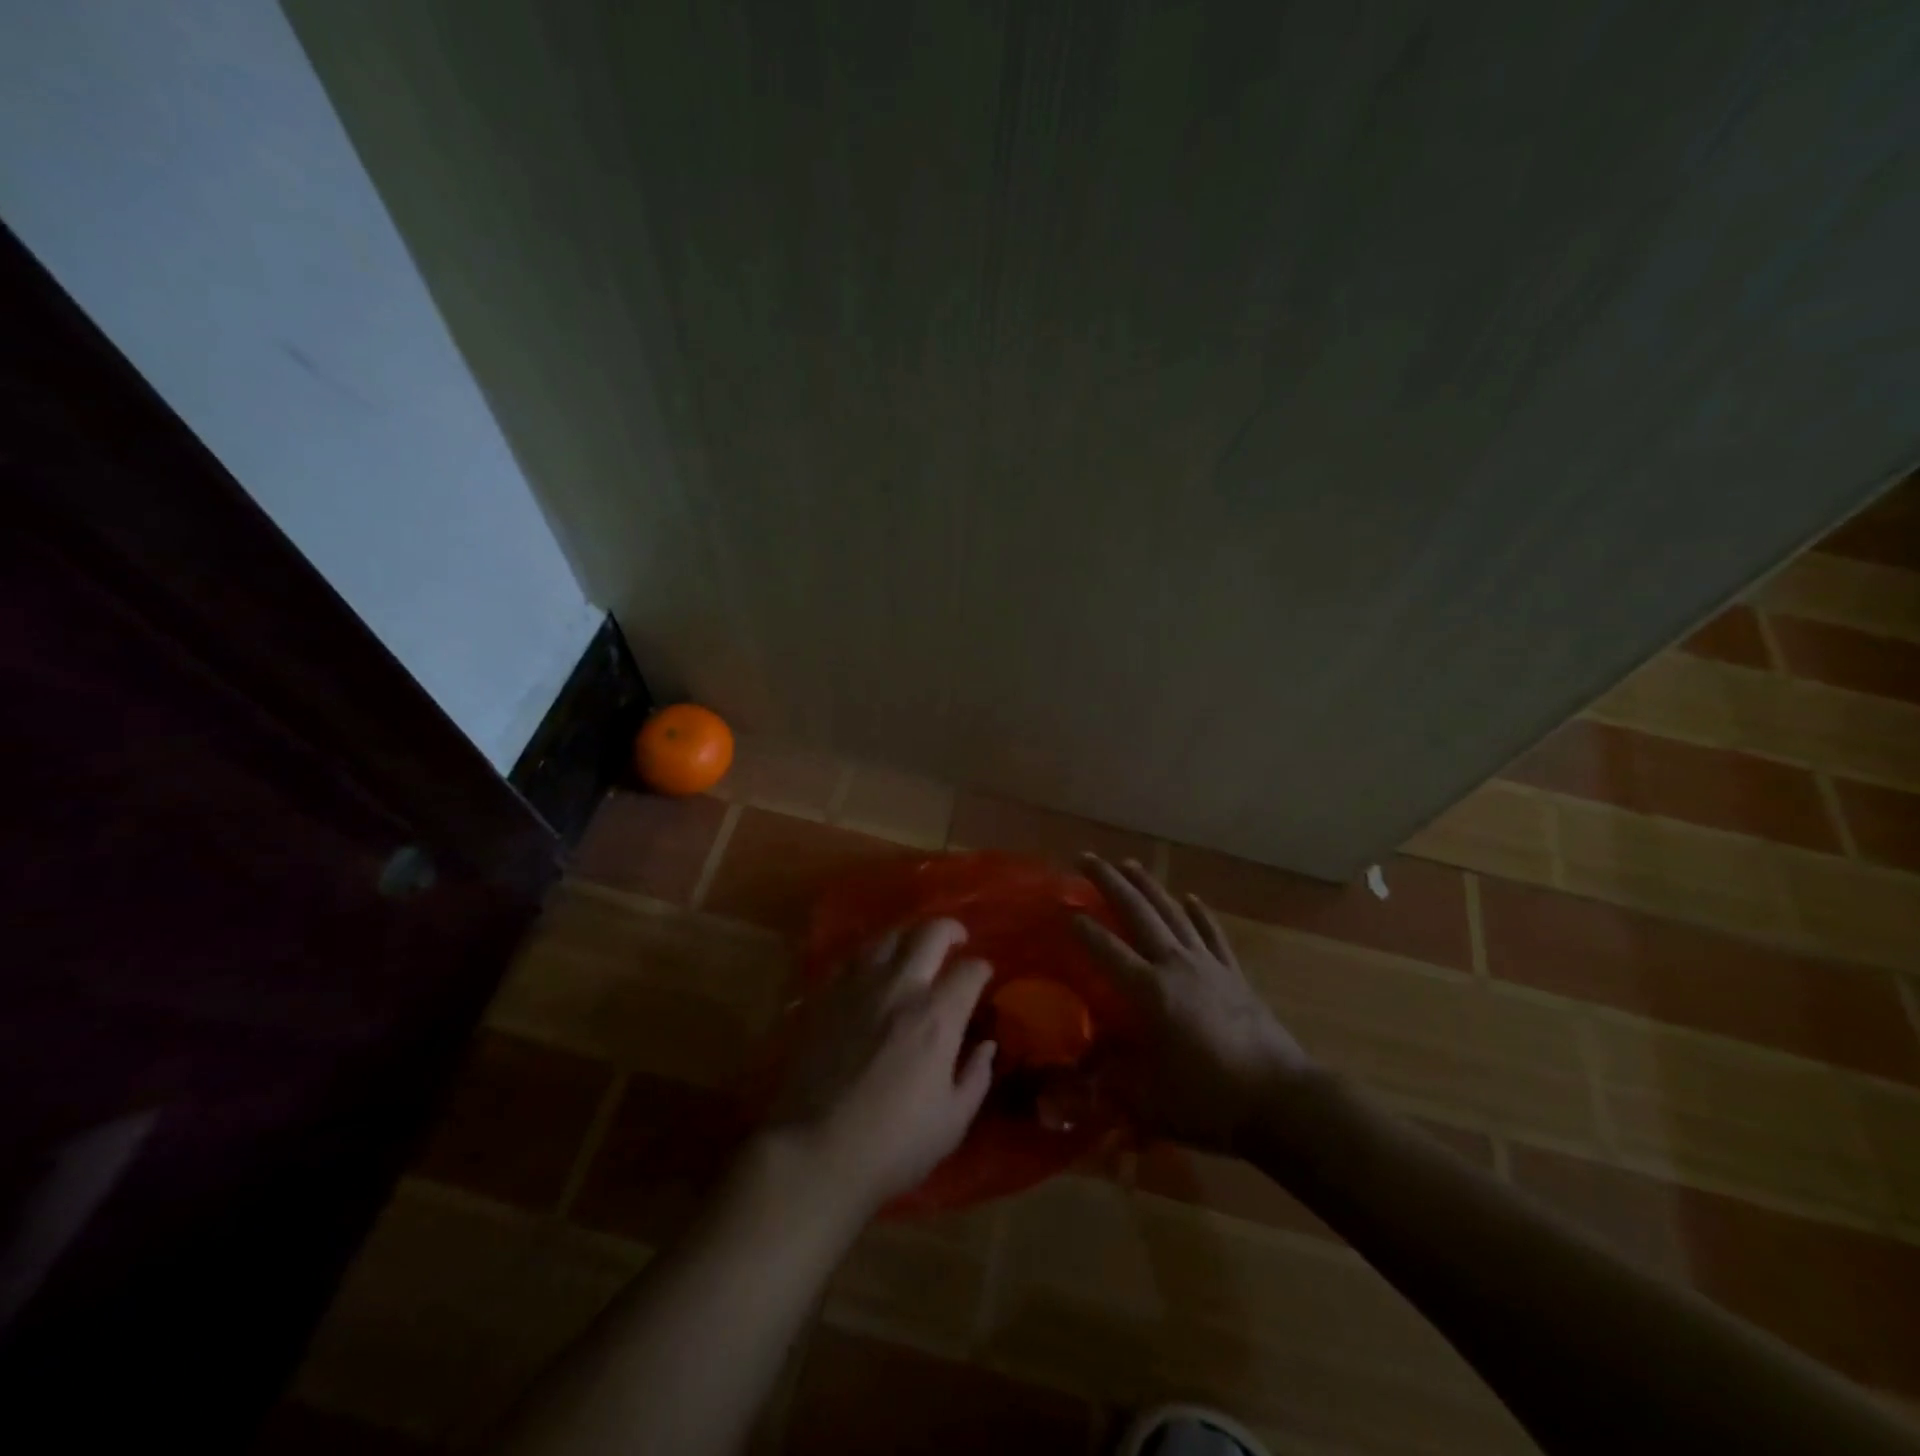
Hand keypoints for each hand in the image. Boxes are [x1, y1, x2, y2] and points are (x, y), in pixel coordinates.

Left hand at [767, 919, 996, 1216]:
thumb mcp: (952, 1122)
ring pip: (888, 937)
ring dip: (909, 938)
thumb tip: (986, 1045)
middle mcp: (899, 988)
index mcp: (937, 1016)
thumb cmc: (893, 1145)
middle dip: (951, 930)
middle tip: (957, 940)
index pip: (970, 970)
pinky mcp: (825, 996)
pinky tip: (872, 972)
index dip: (982, 970)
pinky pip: (852, 958)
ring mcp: (858, 987)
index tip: (983, 977)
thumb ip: (976, 1077)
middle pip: (930, 933)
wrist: (814, 1152)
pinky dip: (871, 956)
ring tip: (914, 952)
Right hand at [1074, 855, 1314, 1154]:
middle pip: (1138, 914)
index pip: (1107, 950)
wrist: (1283, 1100)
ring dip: (1148, 886)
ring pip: (1173, 914)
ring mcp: (1208, 966)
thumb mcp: (1149, 1101)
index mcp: (1150, 992)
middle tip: (1086, 859)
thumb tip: (1071, 1083)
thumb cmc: (1210, 1100)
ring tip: (1129, 863)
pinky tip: (1191, 898)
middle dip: (1110, 883)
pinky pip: (1212, 935)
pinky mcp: (1234, 975)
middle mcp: (1176, 966)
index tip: (1062, 908)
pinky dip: (1200, 914)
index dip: (1082, 929)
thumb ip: (1108, 1084)